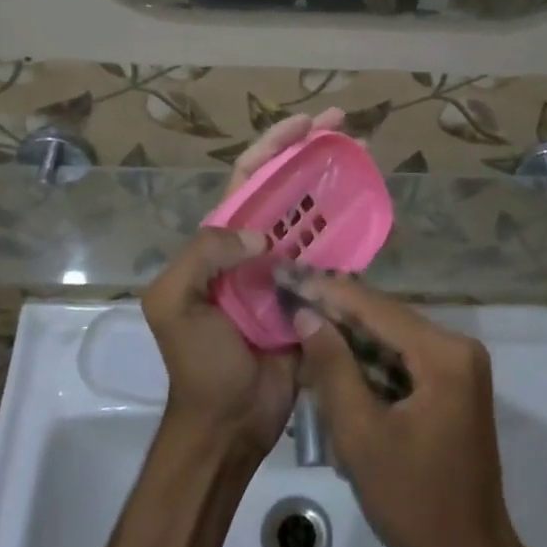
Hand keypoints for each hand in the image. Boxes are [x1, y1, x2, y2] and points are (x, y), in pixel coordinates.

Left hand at [139, 109, 342, 455]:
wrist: (228, 423)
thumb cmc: (198, 362)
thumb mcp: (175, 302)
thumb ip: (204, 255)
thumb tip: (263, 237)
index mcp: (220, 241)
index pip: (248, 178)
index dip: (275, 146)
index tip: (307, 123)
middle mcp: (254, 247)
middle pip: (286, 187)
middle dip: (312, 152)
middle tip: (345, 127)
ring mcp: (286, 271)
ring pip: (313, 216)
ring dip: (336, 185)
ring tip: (364, 158)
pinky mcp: (312, 296)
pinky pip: (334, 257)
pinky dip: (351, 232)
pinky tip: (371, 211)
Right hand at [292, 276, 518, 546]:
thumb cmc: (413, 501)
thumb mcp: (360, 434)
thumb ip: (332, 367)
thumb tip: (306, 315)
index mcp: (444, 354)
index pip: (376, 308)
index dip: (329, 292)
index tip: (289, 278)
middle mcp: (458, 347)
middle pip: (386, 318)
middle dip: (338, 313)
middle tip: (291, 301)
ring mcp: (459, 366)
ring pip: (392, 337)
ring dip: (351, 338)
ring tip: (304, 326)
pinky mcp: (454, 385)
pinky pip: (404, 359)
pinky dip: (370, 361)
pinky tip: (335, 361)